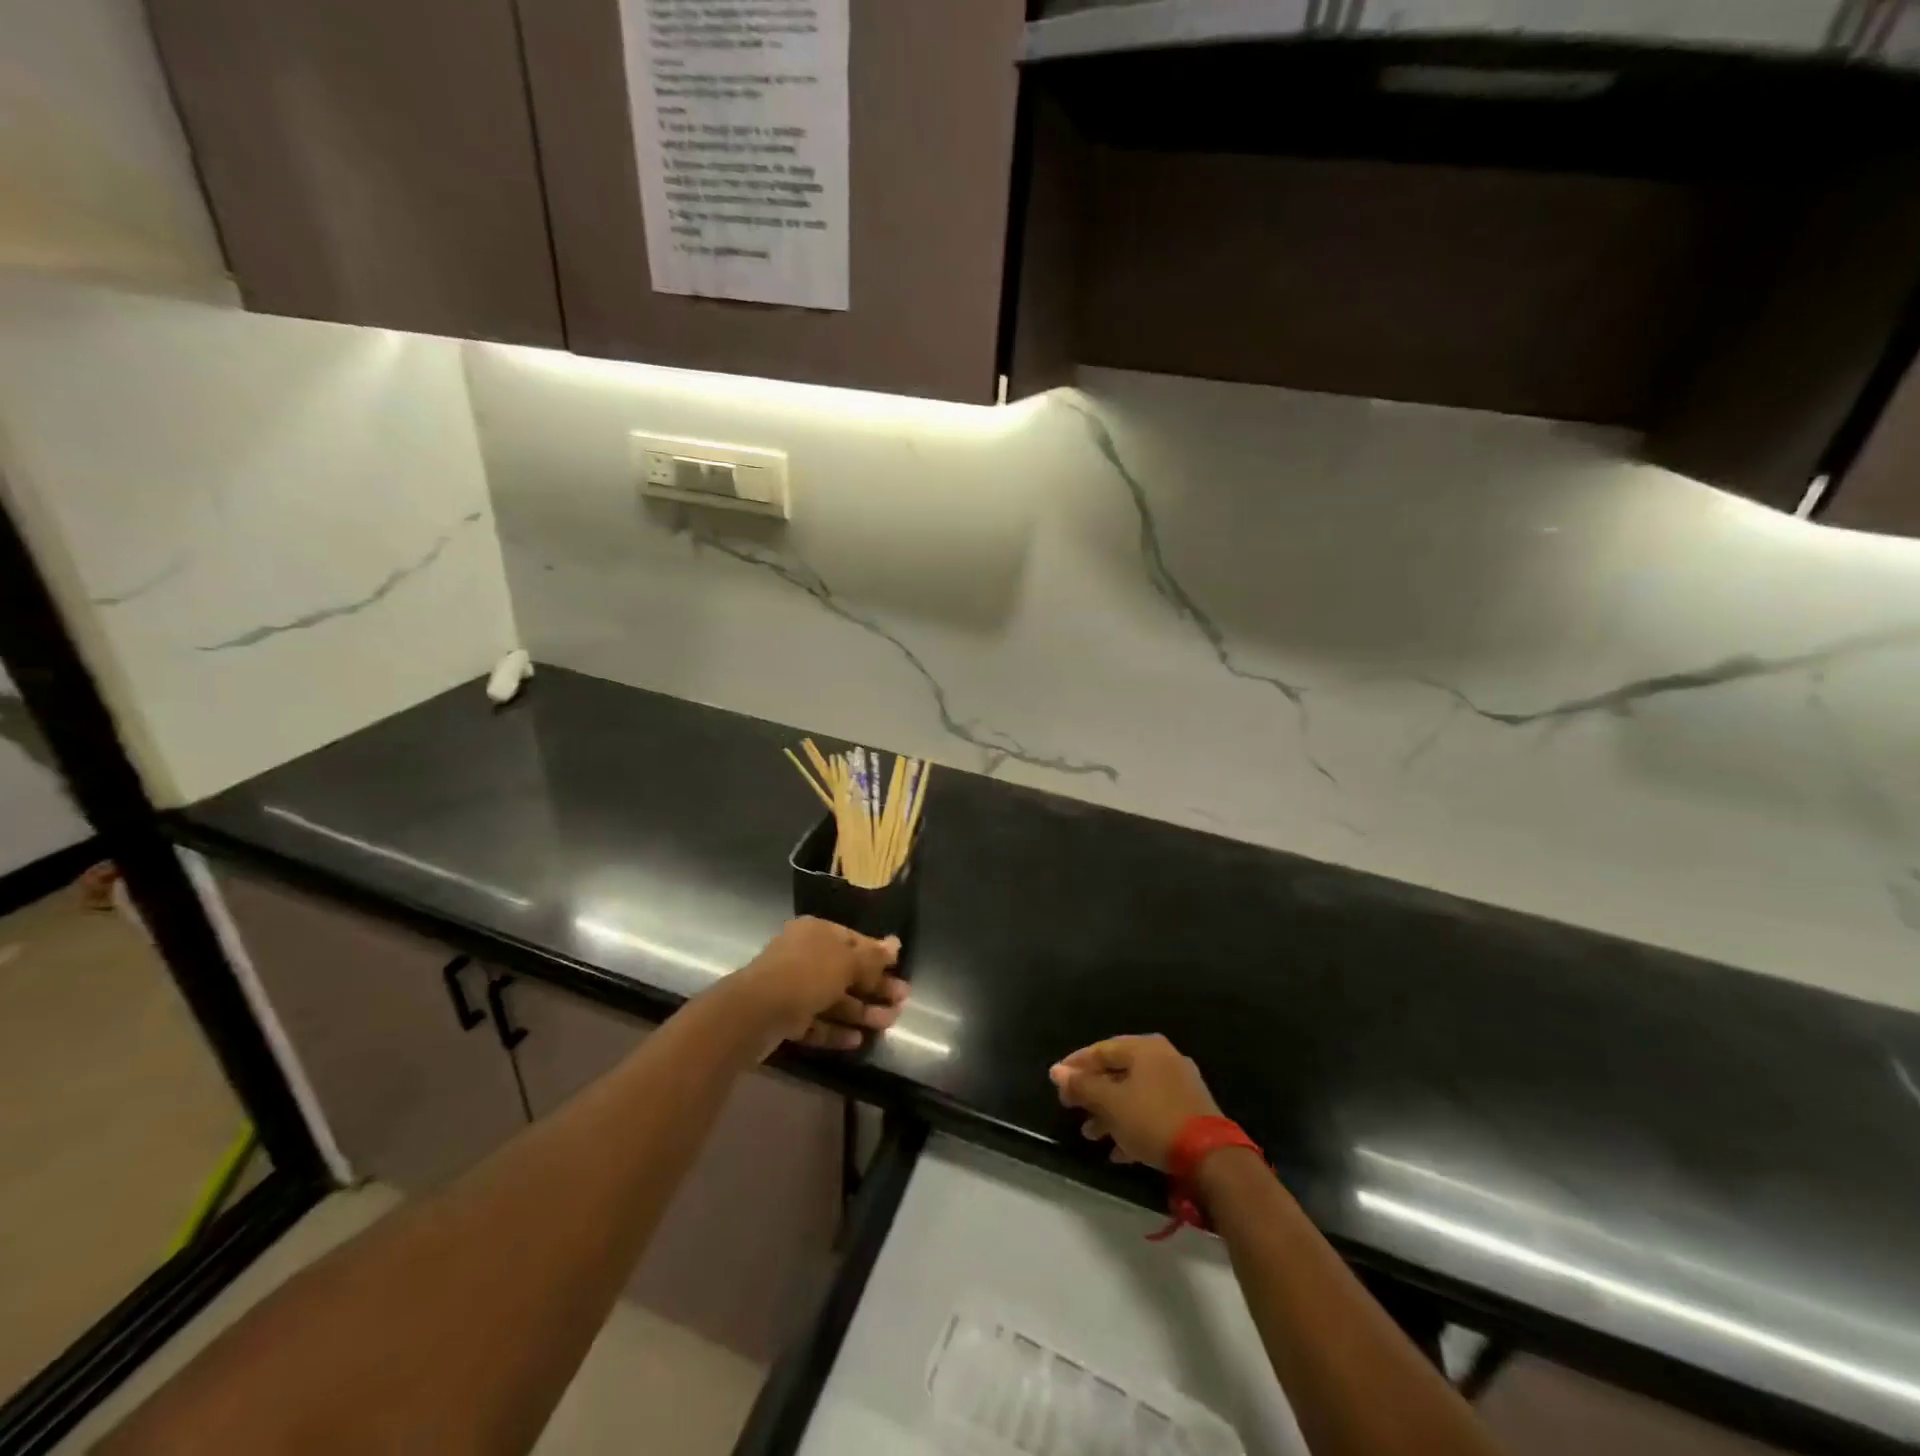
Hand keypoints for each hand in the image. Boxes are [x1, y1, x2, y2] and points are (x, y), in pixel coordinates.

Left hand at [730, 917, 906, 1051]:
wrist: (754, 1013)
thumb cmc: (806, 975)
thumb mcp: (846, 962)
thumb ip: (873, 957)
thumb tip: (896, 943)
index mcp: (816, 933)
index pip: (854, 940)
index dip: (878, 956)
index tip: (900, 970)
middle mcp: (803, 955)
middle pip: (846, 971)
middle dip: (874, 987)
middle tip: (902, 1001)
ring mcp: (792, 988)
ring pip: (833, 999)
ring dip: (861, 1011)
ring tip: (888, 1023)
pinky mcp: (784, 1017)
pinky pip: (816, 1022)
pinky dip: (836, 1029)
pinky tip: (857, 1040)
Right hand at [1050, 1035, 1220, 1170]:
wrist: (1211, 1158)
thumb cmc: (1153, 1120)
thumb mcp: (1111, 1103)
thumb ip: (1083, 1085)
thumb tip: (1057, 1071)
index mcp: (1144, 1048)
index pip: (1101, 1049)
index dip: (1075, 1065)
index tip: (1057, 1082)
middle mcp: (1162, 1058)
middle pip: (1117, 1071)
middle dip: (1092, 1092)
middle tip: (1070, 1108)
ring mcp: (1178, 1084)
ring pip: (1133, 1093)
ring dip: (1109, 1112)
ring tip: (1089, 1134)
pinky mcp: (1188, 1111)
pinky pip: (1150, 1111)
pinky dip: (1131, 1125)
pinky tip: (1117, 1150)